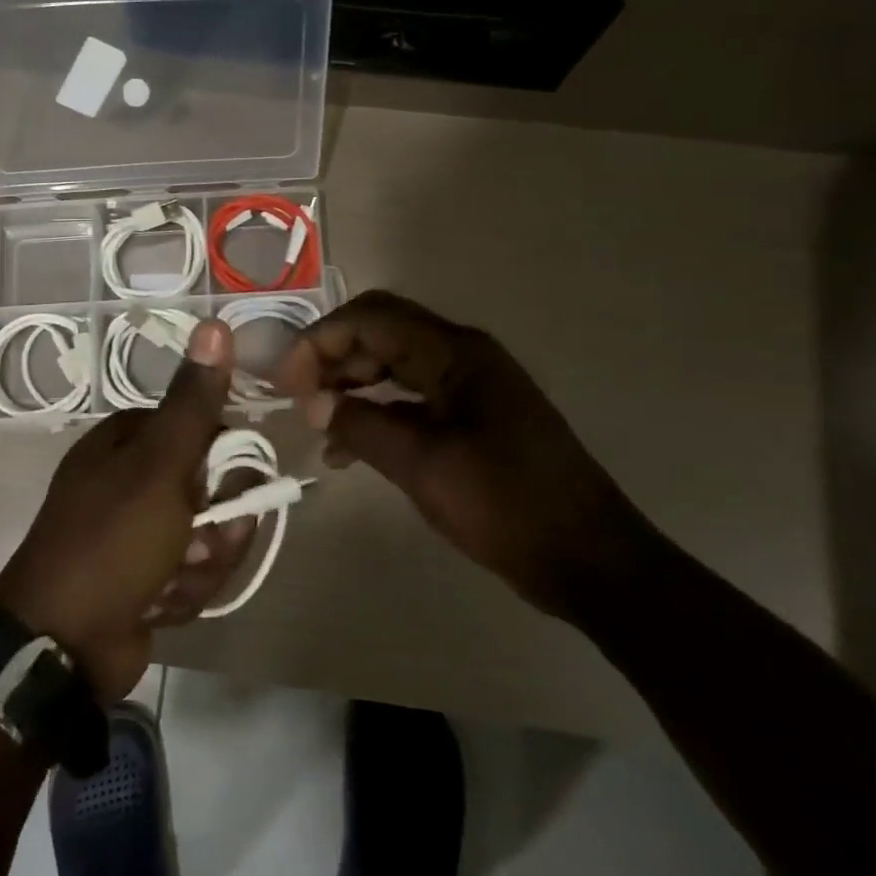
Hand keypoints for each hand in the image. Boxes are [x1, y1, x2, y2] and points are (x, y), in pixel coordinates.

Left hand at [0, 320, 256, 700]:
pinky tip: (157, 606)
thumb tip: (214, 323)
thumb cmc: (111, 541)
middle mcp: (131, 480)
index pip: (204, 430)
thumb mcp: (159, 465)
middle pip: (212, 489)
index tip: (232, 486)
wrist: (61, 645)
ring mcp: (136, 532)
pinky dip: (182, 593)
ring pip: (207, 536)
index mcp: (128, 442)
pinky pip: (191, 574)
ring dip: (202, 564)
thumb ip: (193, 402)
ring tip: (171, 580)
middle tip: (198, 544)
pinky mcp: (143, 578)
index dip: (227, 459)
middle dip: (216, 526)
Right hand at [275, 290, 657, 621]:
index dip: (320, 340)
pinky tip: (349, 447)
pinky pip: (412, 396)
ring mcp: (469, 385)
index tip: (287, 382)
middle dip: (332, 356)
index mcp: (454, 353)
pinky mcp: (472, 415)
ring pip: (393, 362)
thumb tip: (313, 403)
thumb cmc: (505, 505)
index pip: (371, 318)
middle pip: (380, 331)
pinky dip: (377, 410)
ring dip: (351, 383)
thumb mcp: (422, 466)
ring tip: (317, 421)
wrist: (588, 557)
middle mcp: (461, 355)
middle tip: (296, 396)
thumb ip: (361, 426)